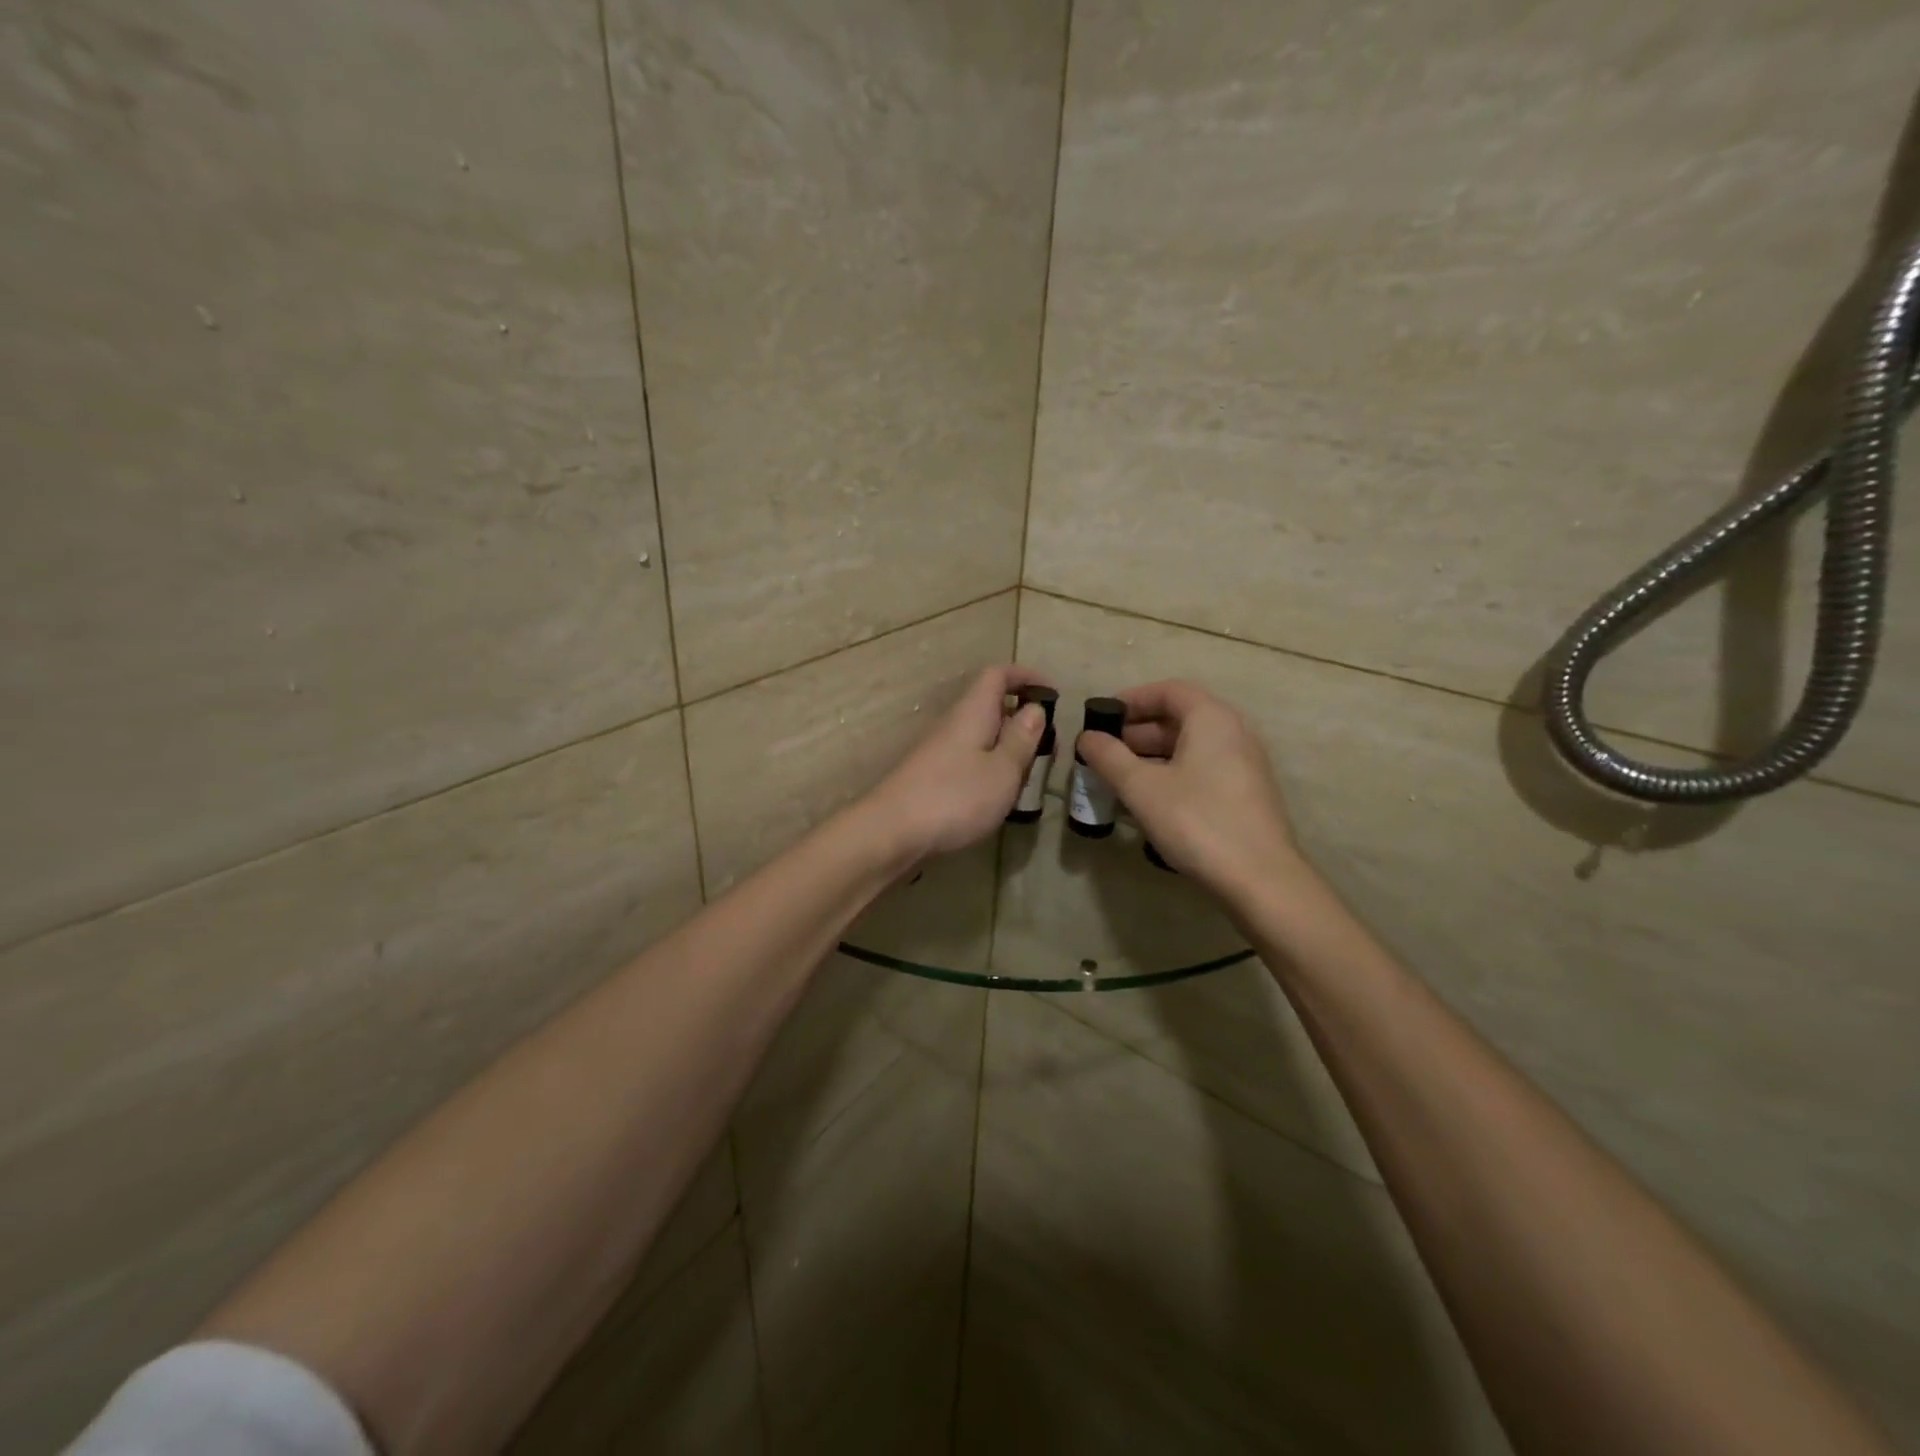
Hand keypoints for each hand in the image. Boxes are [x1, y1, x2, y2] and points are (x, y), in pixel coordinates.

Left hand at [859, 666, 1051, 863]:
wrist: (891, 833)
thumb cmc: (954, 797)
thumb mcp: (1002, 769)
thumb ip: (1021, 739)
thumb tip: (1034, 709)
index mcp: (972, 712)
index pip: (997, 675)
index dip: (1025, 676)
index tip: (1052, 692)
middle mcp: (953, 724)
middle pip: (990, 706)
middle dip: (1022, 719)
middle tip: (1049, 746)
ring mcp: (939, 752)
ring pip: (981, 736)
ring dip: (1007, 748)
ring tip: (1029, 775)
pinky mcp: (932, 778)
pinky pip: (969, 760)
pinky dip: (990, 768)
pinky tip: (999, 796)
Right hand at [1075, 680, 1308, 909]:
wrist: (1260, 878)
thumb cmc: (1197, 821)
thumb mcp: (1142, 788)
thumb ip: (1109, 757)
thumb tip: (1087, 737)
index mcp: (1211, 718)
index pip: (1168, 691)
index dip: (1132, 700)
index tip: (1102, 717)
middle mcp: (1234, 732)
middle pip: (1180, 717)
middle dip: (1138, 731)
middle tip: (1105, 752)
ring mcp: (1244, 763)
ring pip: (1191, 746)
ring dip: (1153, 755)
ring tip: (1120, 778)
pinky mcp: (1246, 792)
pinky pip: (1203, 768)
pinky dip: (1173, 773)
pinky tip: (1150, 800)